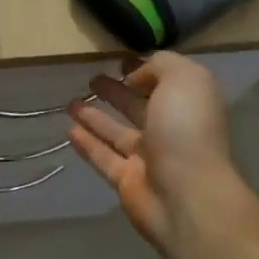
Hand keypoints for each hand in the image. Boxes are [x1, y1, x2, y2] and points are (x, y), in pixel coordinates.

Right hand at [68, 52, 236, 250]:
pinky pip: (103, 157)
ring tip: (71, 102)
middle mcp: (171, 130)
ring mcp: (148, 158)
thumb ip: (161, 65)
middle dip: (117, 92)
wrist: (187, 196)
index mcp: (189, 105)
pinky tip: (68, 130)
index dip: (144, 70)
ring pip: (117, 132)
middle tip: (92, 79)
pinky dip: (87, 144)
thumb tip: (136, 76)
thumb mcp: (184, 79)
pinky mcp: (126, 181)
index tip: (119, 61)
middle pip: (138, 107)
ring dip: (95, 117)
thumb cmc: (187, 130)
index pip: (165, 82)